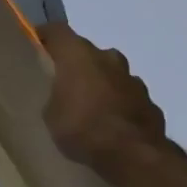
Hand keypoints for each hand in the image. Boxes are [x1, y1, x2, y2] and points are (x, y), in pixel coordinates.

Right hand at [39, 21, 173, 179]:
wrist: (133, 155)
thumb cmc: (82, 128)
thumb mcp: (51, 115)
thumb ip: (56, 97)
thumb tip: (63, 97)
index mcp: (78, 55)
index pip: (57, 31)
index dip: (46, 36)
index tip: (36, 46)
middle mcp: (107, 58)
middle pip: (87, 51)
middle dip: (76, 63)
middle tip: (63, 82)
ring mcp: (132, 79)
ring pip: (111, 72)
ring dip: (101, 83)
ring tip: (90, 106)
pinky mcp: (149, 101)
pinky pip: (127, 96)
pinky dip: (118, 103)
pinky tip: (112, 124)